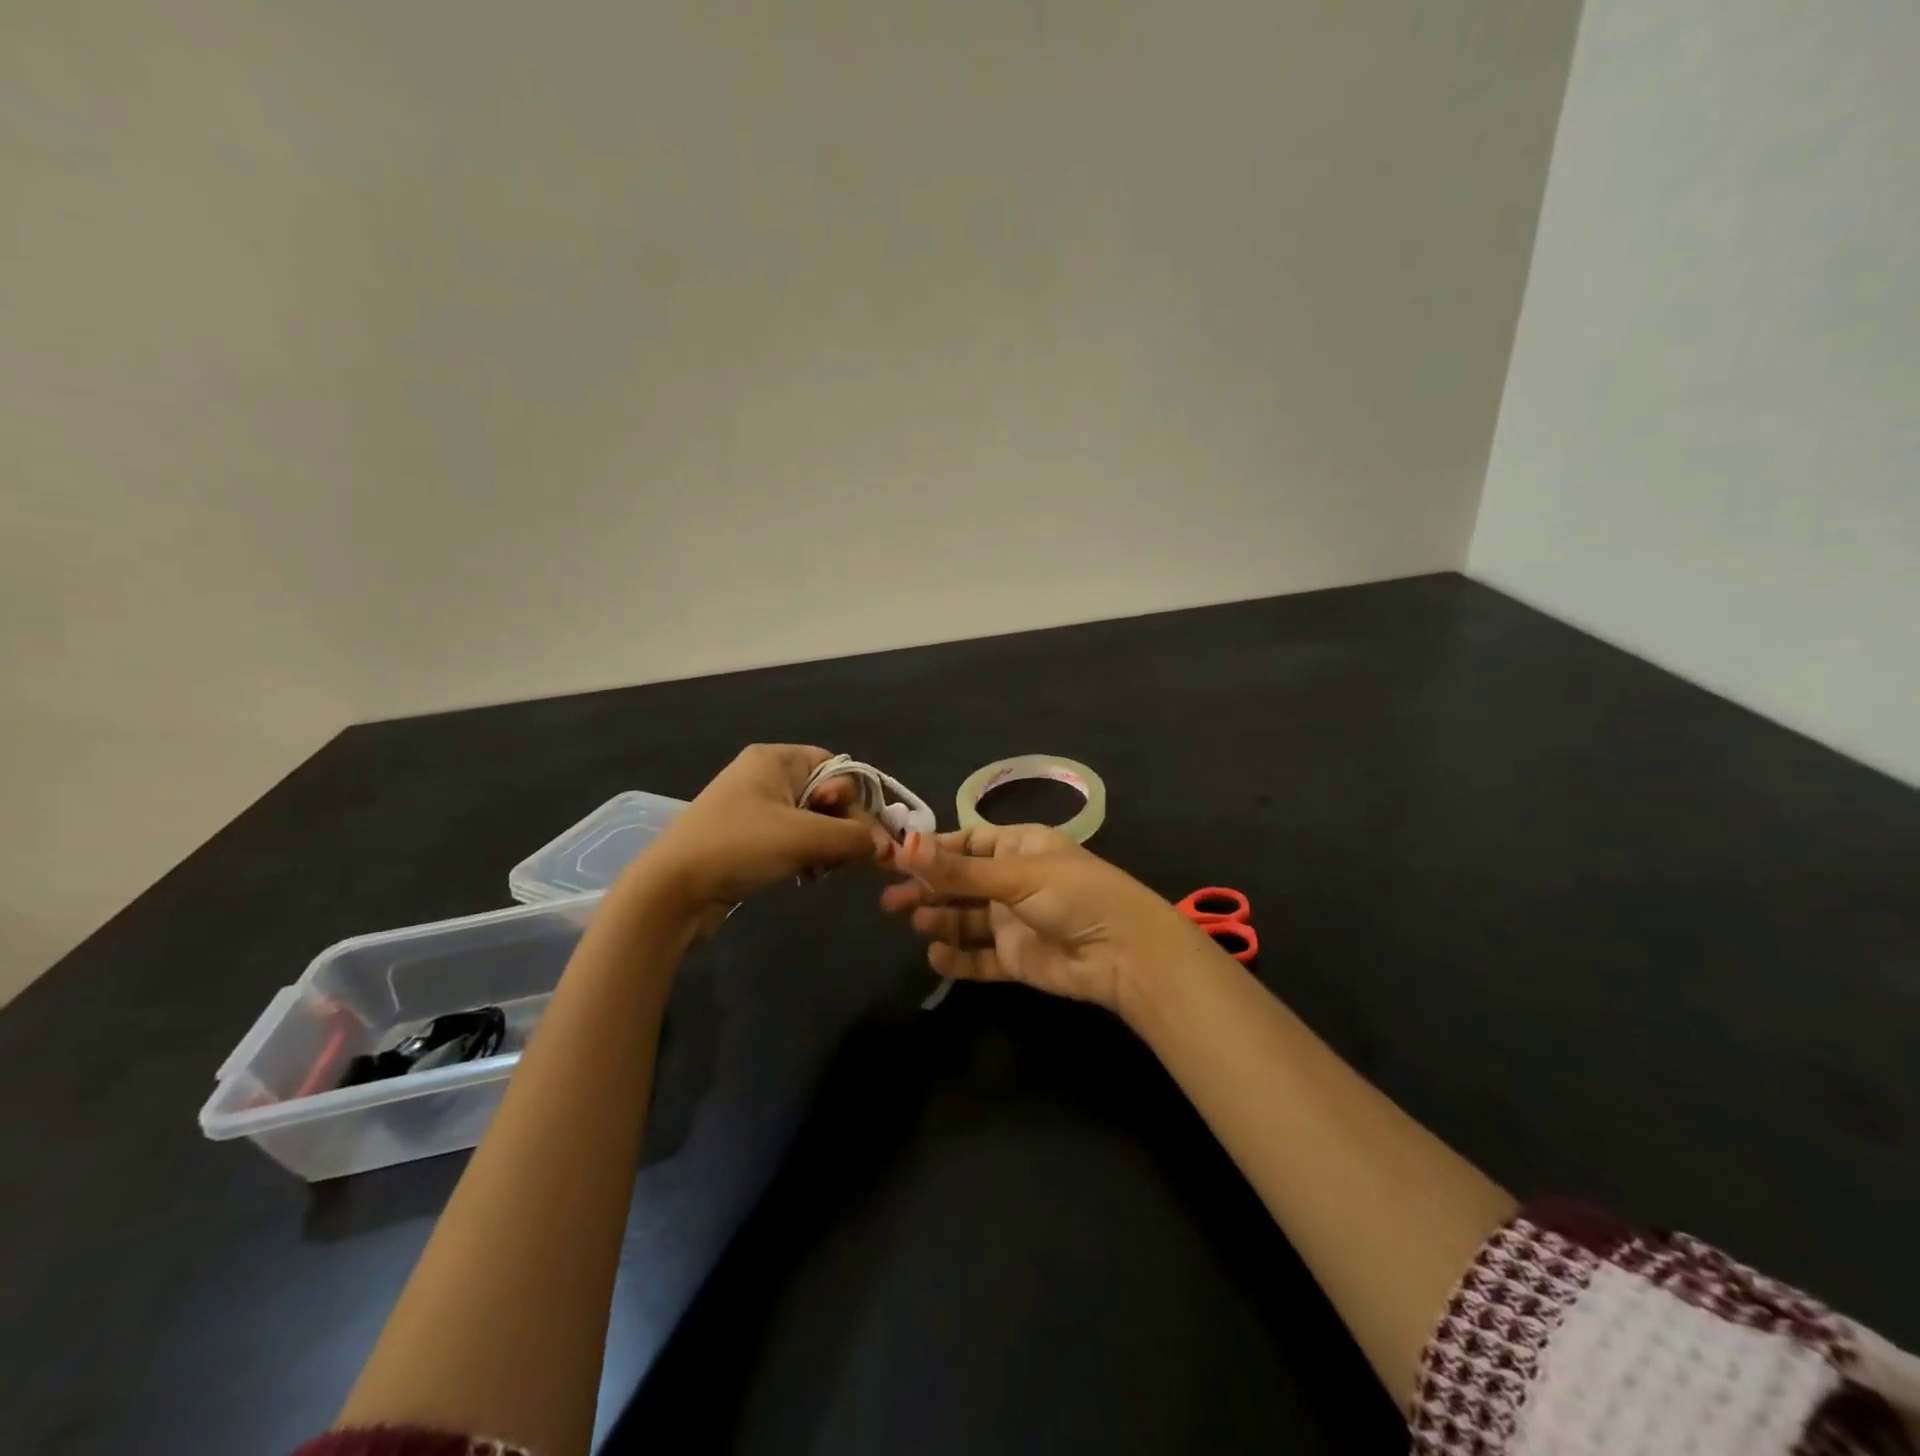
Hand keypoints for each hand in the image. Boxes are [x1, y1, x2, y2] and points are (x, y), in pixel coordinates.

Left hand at [628, 744, 872, 920]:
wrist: (671, 890)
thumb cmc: (739, 846)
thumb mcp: (805, 837)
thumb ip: (854, 837)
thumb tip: (887, 847)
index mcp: (776, 759)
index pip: (837, 767)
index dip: (855, 798)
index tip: (862, 832)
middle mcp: (766, 775)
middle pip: (827, 794)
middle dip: (842, 825)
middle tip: (847, 856)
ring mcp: (754, 807)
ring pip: (812, 819)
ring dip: (826, 843)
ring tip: (823, 868)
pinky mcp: (747, 837)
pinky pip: (792, 837)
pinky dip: (806, 854)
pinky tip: (808, 875)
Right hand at [876, 824, 1204, 1016]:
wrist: (1123, 953)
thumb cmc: (1073, 894)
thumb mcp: (1014, 874)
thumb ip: (958, 869)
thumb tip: (904, 845)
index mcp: (1018, 847)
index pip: (966, 843)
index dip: (932, 851)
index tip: (894, 857)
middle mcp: (1013, 881)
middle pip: (960, 882)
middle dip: (927, 888)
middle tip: (890, 900)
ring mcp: (1014, 921)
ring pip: (965, 919)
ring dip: (940, 919)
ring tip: (916, 922)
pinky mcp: (1016, 958)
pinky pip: (978, 957)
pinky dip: (957, 958)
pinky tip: (936, 956)